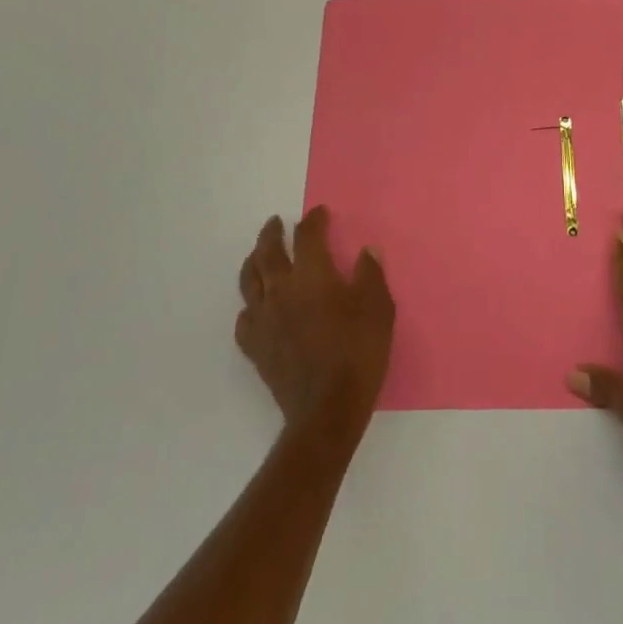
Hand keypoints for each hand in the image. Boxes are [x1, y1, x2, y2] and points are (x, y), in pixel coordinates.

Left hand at [237, 206, 394, 437]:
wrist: (327, 410)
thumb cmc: (357, 352)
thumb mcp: (378, 308)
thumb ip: (371, 274)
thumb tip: (367, 251)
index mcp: (311, 275)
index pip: (307, 236)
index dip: (313, 220)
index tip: (320, 213)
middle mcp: (281, 290)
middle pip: (267, 252)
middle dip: (271, 233)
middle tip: (276, 223)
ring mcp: (264, 319)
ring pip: (249, 281)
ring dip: (253, 262)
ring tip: (258, 255)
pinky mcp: (256, 348)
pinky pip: (244, 319)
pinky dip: (249, 306)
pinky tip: (256, 307)